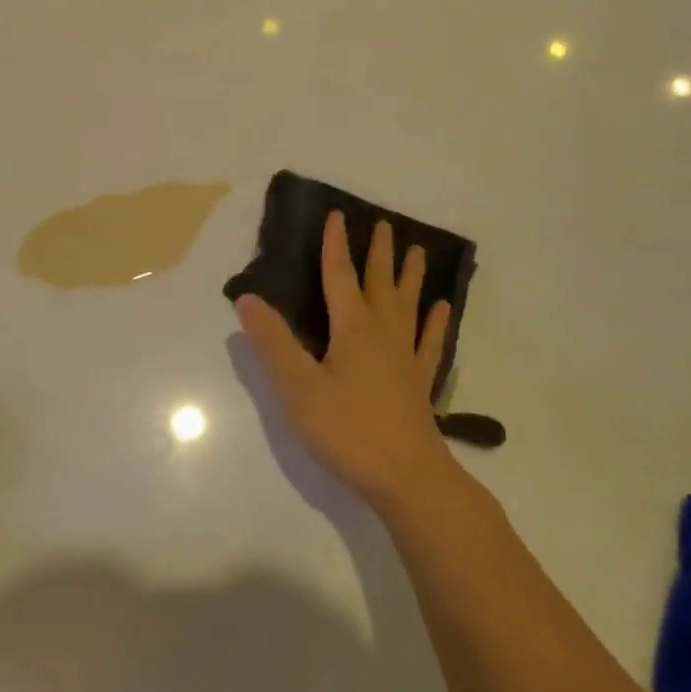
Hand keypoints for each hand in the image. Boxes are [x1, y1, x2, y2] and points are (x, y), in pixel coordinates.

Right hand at [236, 211, 454, 507]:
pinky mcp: (420, 381)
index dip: (335, 245)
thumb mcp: (298, 387)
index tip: (337, 215)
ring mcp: (405, 356)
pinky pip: (430, 342)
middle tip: (384, 224)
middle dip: (378, 252)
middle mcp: (382, 332)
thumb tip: (247, 298)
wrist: (406, 476)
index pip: (339, 276)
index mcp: (352, 328)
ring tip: (418, 251)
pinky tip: (442, 309)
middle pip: (380, 283)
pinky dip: (436, 323)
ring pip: (408, 305)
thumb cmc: (347, 429)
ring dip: (411, 276)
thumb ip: (273, 343)